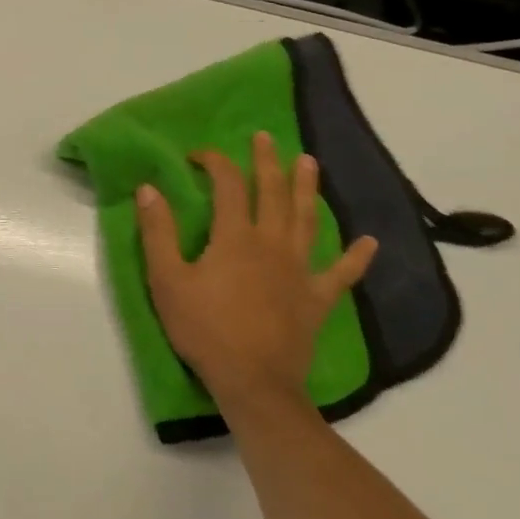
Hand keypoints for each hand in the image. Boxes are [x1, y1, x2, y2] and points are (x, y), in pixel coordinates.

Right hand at [135, 132, 376, 413]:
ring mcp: (300, 271)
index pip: (228, 186)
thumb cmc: (203, 328)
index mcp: (234, 238)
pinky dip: (356, 257)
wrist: (252, 380)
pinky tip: (369, 242)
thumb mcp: (166, 279)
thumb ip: (158, 232)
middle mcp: (272, 245)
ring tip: (309, 163)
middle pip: (273, 193)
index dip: (214, 163)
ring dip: (307, 189)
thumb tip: (150, 189)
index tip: (197, 155)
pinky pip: (341, 274)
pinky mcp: (316, 299)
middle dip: (267, 162)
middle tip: (265, 137)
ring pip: (307, 221)